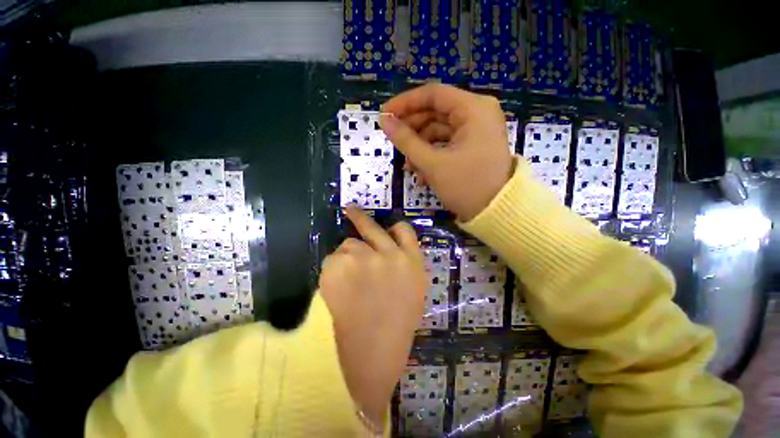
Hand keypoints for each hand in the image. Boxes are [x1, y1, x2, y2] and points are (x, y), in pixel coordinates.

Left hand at [319, 206, 425, 427]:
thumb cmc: (395, 326)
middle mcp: (389, 254)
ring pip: (347, 245)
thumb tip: (385, 250)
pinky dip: (332, 271)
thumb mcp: (412, 291)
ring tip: (347, 285)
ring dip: (346, 258)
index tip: (384, 226)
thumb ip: (402, 265)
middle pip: (371, 227)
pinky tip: (336, 292)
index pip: (404, 230)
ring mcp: (364, 257)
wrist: (372, 356)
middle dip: (359, 216)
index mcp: (412, 262)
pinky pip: (332, 260)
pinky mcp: (339, 265)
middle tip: (350, 209)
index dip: (393, 227)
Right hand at [381, 83, 513, 220]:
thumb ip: (406, 141)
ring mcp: (476, 130)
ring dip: (420, 146)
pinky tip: (420, 172)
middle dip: (412, 129)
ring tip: (407, 166)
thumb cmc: (466, 185)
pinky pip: (447, 143)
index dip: (405, 103)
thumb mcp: (432, 163)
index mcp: (473, 109)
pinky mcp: (473, 146)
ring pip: (439, 130)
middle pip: (435, 112)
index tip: (385, 115)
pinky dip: (432, 154)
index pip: (433, 94)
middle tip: (393, 142)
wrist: (497, 213)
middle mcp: (477, 113)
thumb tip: (384, 121)